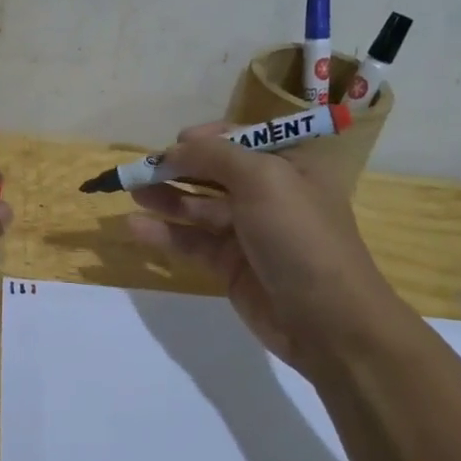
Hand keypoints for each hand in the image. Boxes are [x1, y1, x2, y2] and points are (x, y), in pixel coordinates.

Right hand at [124, 124, 405, 367]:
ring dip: (165, 197)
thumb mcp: (263, 180)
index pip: (242, 139)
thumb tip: (174, 148)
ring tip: (131, 191)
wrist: (329, 322)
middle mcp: (269, 194)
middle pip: (214, 172)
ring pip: (198, 206)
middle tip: (140, 169)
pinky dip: (165, 232)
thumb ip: (214, 156)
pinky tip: (135, 227)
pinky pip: (192, 241)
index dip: (207, 138)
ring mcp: (248, 231)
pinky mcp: (230, 265)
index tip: (175, 143)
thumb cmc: (300, 237)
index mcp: (290, 165)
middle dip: (178, 167)